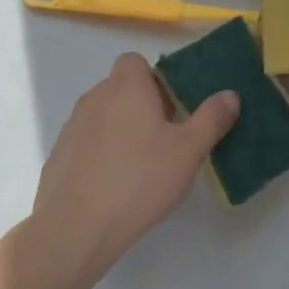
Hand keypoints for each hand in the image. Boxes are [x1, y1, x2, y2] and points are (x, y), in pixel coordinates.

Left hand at [28, 53, 237, 285]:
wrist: (76, 227)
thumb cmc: (139, 179)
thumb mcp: (188, 151)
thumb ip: (211, 119)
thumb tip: (230, 94)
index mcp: (126, 86)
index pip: (135, 61)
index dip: (154, 80)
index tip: (172, 108)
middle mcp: (95, 96)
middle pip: (121, 88)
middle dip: (142, 106)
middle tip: (165, 140)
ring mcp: (72, 126)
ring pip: (103, 115)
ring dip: (121, 129)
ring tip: (141, 166)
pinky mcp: (59, 155)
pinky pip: (87, 142)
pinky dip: (101, 153)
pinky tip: (114, 185)